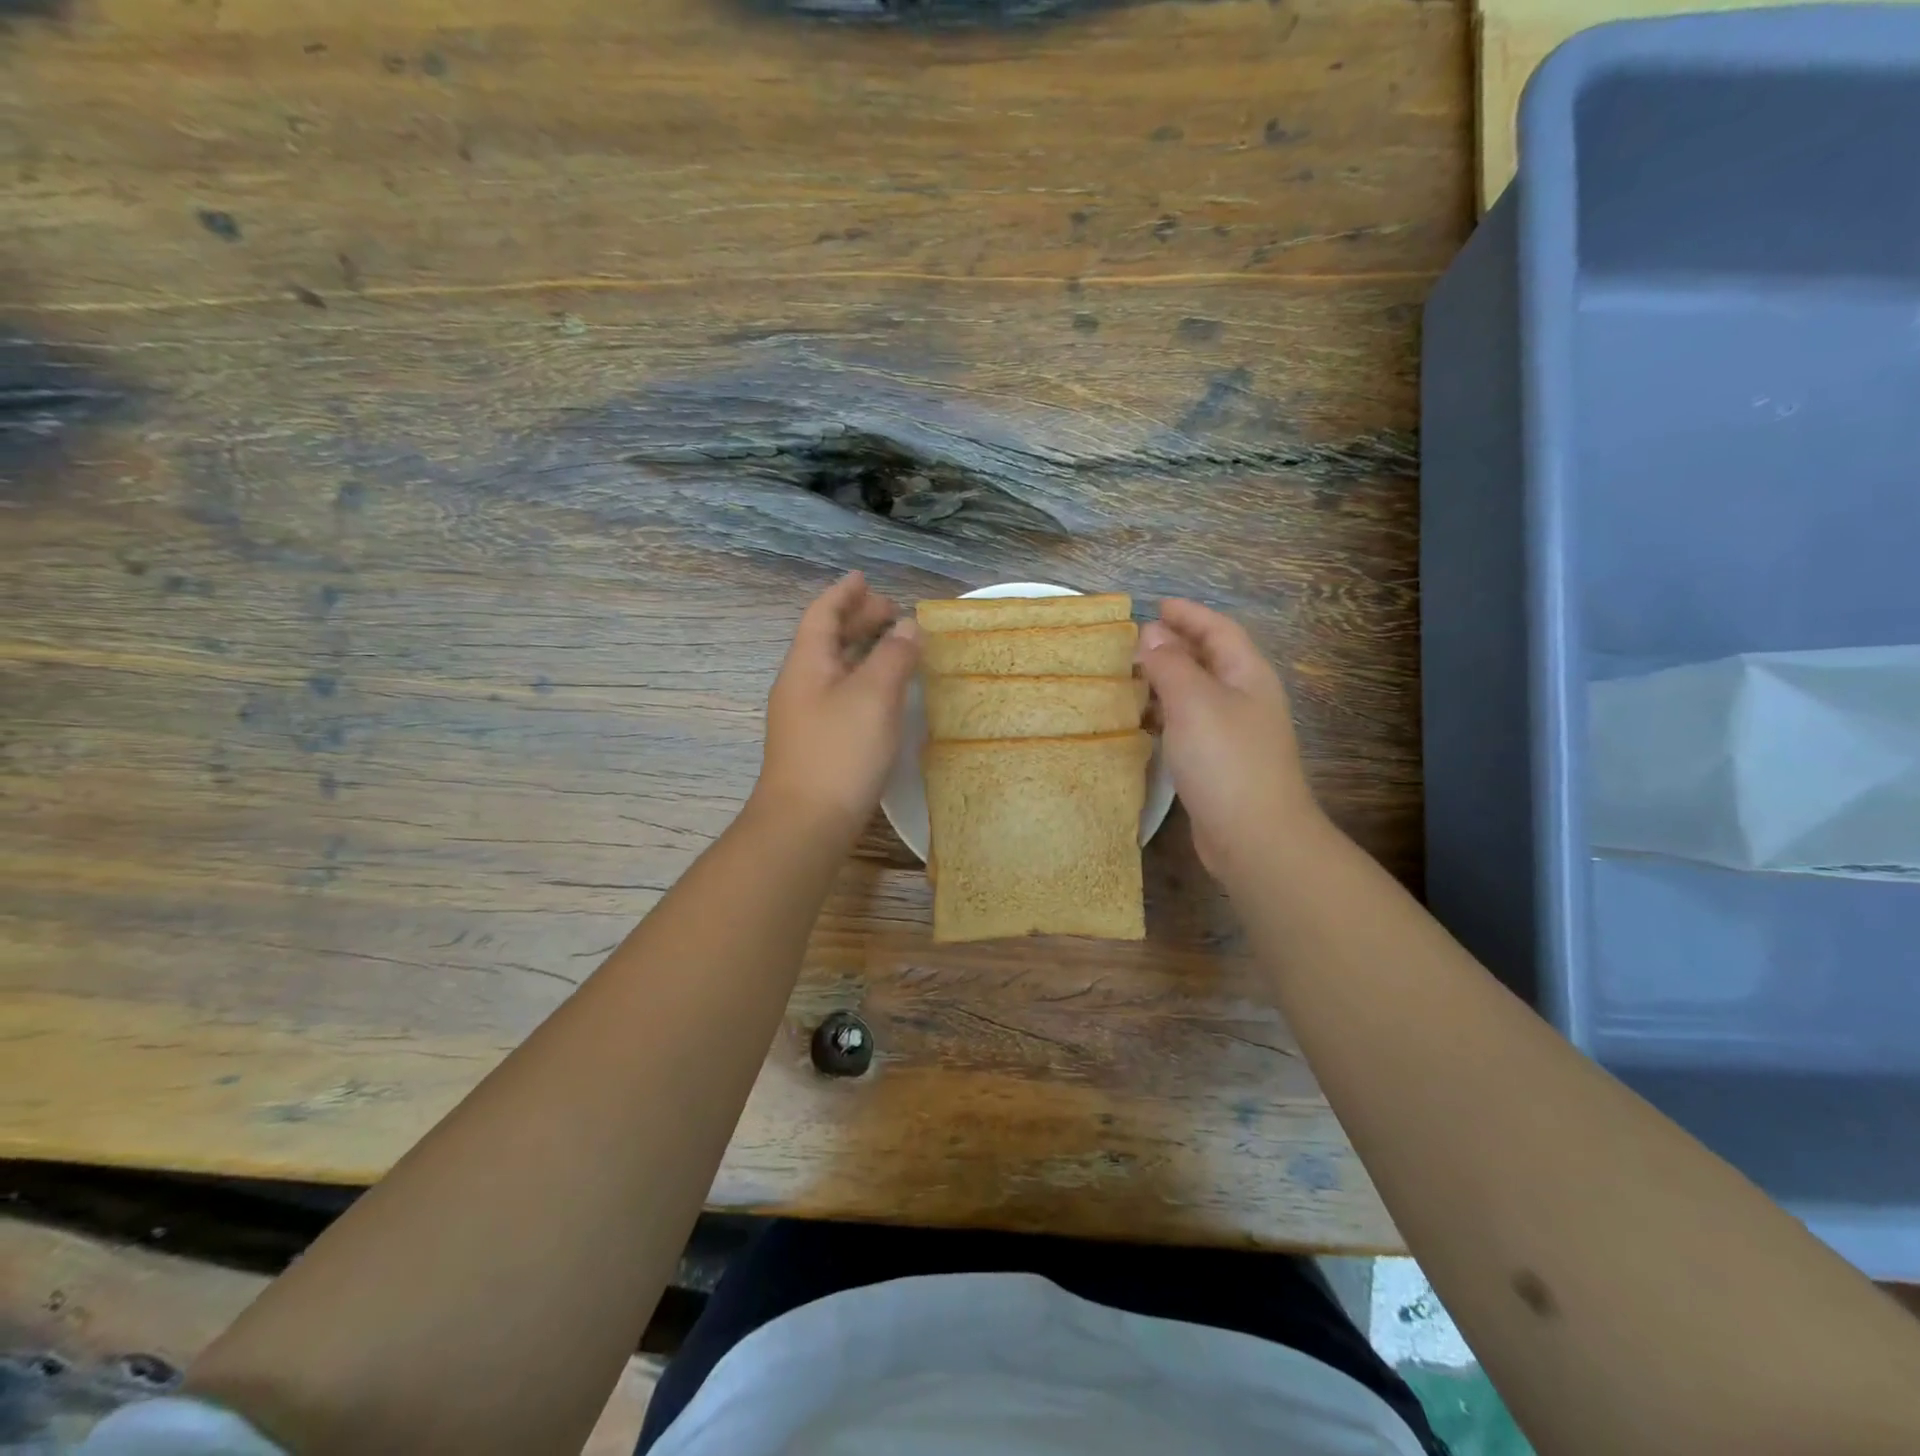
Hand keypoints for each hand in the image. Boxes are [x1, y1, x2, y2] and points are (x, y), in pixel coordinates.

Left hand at [752, 572, 919, 841]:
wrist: (806, 824)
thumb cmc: (839, 752)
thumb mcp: (873, 696)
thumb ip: (893, 656)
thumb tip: (907, 627)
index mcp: (807, 664)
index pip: (822, 614)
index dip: (844, 593)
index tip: (864, 577)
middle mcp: (800, 684)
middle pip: (827, 639)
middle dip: (857, 619)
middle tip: (892, 612)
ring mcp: (805, 716)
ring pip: (835, 668)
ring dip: (862, 650)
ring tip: (894, 646)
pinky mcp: (817, 742)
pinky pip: (841, 693)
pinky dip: (863, 680)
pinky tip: (884, 694)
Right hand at [1137, 599, 1318, 880]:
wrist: (1255, 837)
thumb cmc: (1226, 760)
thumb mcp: (1194, 701)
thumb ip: (1170, 663)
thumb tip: (1151, 633)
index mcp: (1247, 674)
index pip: (1218, 630)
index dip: (1189, 614)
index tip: (1155, 605)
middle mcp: (1244, 698)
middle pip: (1208, 659)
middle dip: (1174, 645)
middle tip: (1132, 642)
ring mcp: (1234, 733)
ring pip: (1196, 693)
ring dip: (1165, 681)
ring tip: (1128, 678)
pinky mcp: (1218, 763)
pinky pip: (1188, 724)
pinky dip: (1165, 715)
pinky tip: (1141, 723)